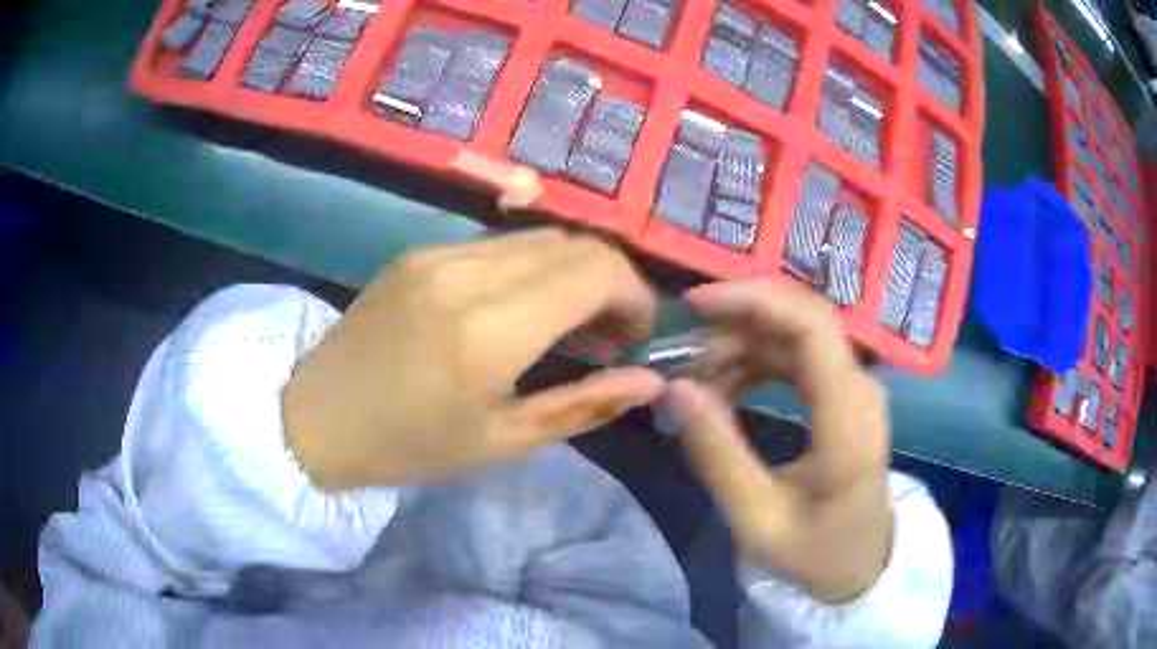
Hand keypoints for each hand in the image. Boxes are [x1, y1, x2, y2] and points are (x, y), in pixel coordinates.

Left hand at [283, 229, 663, 489]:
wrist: (315, 418)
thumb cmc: (408, 446)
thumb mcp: (502, 442)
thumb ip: (584, 405)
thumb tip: (651, 381)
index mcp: (491, 328)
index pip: (597, 270)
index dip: (635, 296)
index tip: (636, 336)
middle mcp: (468, 272)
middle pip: (576, 243)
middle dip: (612, 281)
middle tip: (608, 335)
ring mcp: (439, 253)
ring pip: (540, 237)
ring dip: (573, 270)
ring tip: (568, 323)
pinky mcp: (419, 251)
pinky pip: (499, 244)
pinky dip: (532, 266)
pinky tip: (520, 307)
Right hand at [666, 279, 891, 601]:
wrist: (859, 564)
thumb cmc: (813, 551)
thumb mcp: (757, 519)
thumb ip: (718, 455)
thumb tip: (675, 387)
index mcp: (848, 419)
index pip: (811, 327)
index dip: (753, 300)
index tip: (695, 304)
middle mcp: (860, 388)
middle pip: (802, 319)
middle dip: (738, 320)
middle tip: (686, 352)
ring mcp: (855, 387)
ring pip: (797, 333)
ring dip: (743, 342)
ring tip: (699, 376)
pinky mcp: (845, 393)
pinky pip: (798, 355)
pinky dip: (757, 359)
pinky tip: (727, 385)